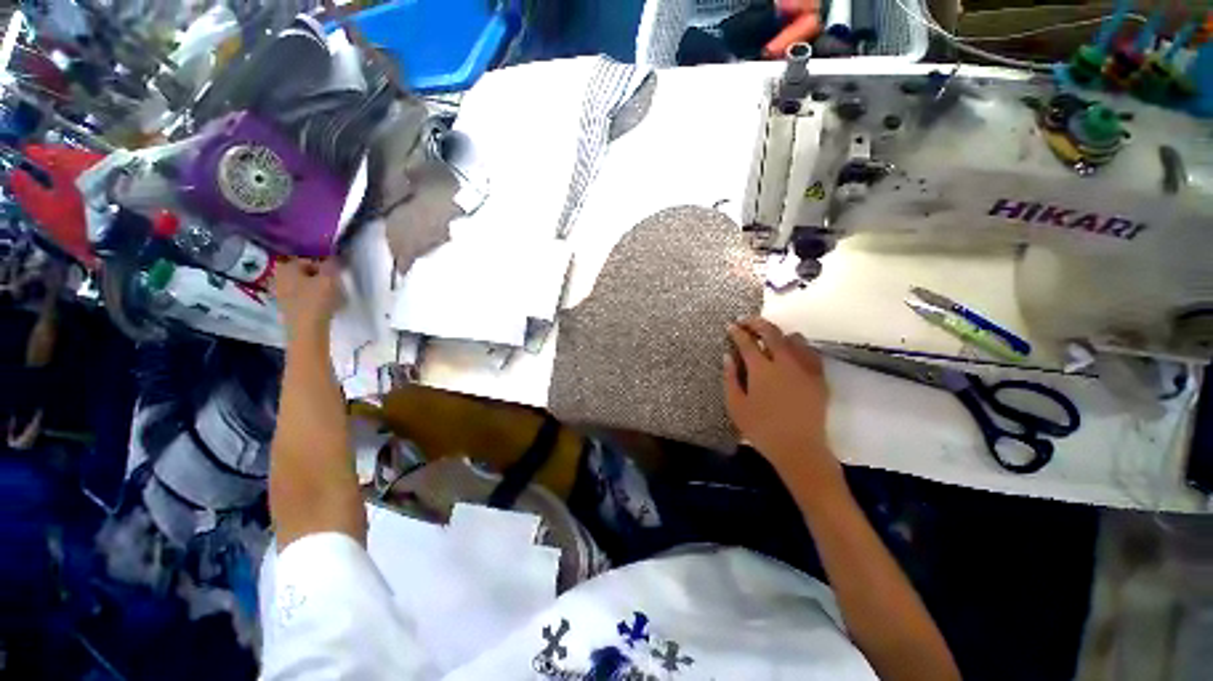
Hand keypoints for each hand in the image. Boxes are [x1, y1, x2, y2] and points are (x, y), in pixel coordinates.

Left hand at [273, 258, 341, 340]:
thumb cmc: (316, 300)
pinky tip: (323, 306)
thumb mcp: (329, 279)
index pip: (308, 261)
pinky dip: (312, 299)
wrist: (306, 329)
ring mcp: (281, 294)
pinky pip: (301, 298)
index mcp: (286, 268)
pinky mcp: (286, 308)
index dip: (324, 266)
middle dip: (319, 277)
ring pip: (303, 286)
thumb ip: (332, 265)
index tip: (336, 275)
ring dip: (316, 289)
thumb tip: (334, 258)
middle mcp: (279, 278)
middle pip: (304, 273)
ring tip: (330, 297)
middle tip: (333, 285)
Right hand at [724, 318, 839, 481]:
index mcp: (761, 369)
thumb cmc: (761, 429)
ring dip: (779, 334)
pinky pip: (810, 353)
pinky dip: (799, 347)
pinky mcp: (819, 377)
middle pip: (772, 332)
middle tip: (747, 321)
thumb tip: (728, 356)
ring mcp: (805, 368)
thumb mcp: (736, 406)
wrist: (799, 448)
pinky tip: (793, 353)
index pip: (747, 342)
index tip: (731, 325)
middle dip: (757, 323)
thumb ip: (730, 378)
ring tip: (770, 338)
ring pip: (794, 339)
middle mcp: (785, 362)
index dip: (737, 331)